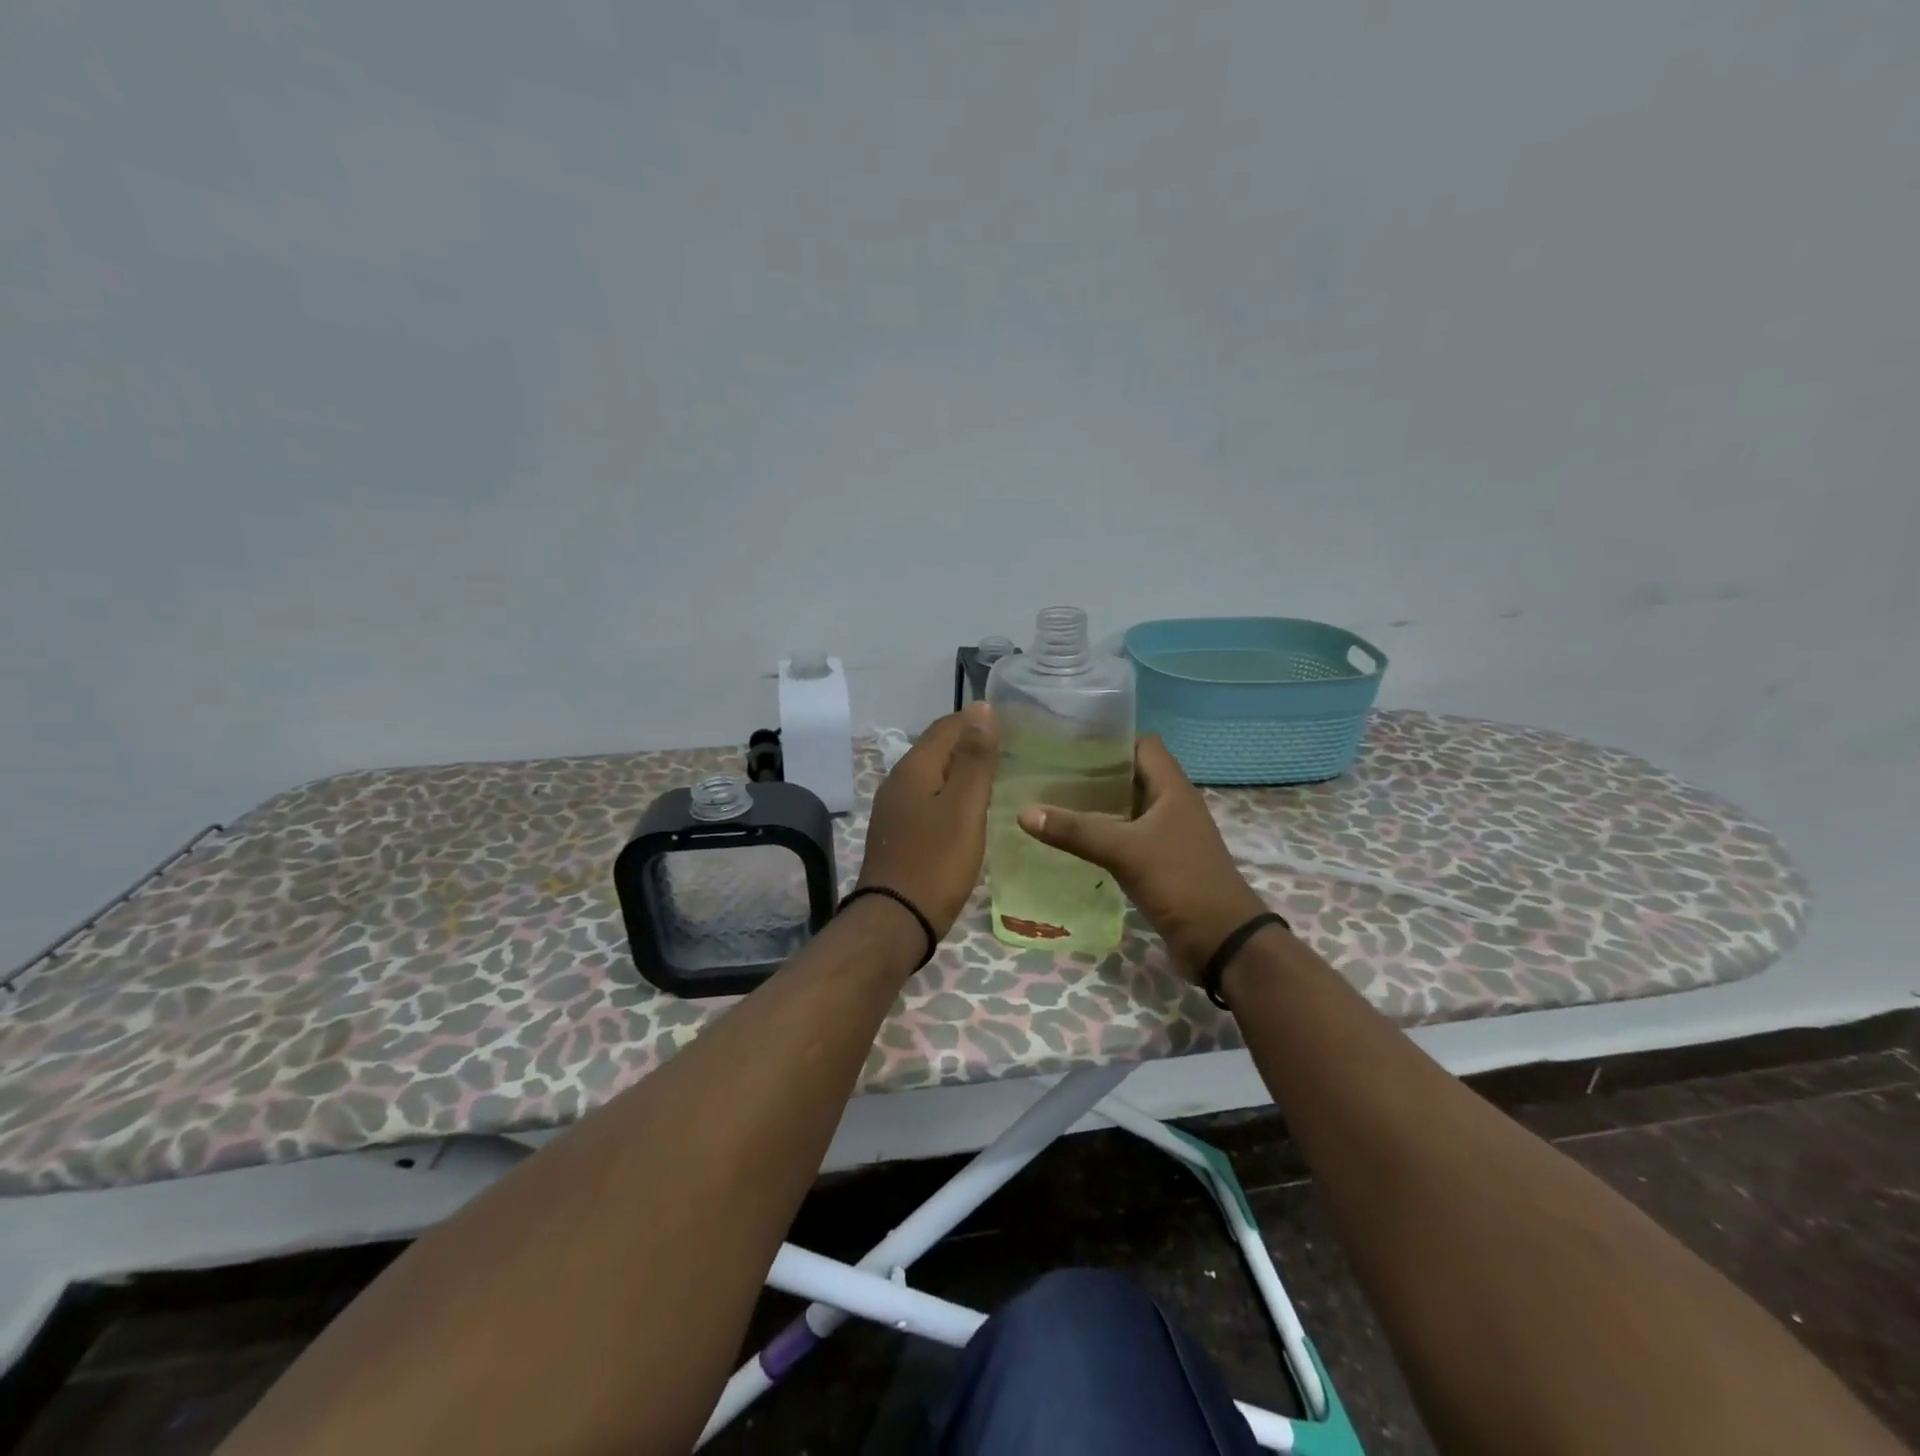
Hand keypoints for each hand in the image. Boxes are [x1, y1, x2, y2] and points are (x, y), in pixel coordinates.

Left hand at [856, 703, 999, 939]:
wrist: (896, 920)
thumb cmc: (936, 862)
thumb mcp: (965, 807)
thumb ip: (975, 758)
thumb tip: (982, 707)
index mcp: (914, 768)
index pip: (947, 726)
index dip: (977, 720)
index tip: (1012, 726)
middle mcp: (898, 781)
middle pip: (937, 748)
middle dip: (970, 744)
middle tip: (1010, 751)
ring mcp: (894, 809)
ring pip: (932, 775)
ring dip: (960, 771)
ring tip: (995, 778)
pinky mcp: (897, 833)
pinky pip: (927, 799)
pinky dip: (949, 795)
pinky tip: (967, 811)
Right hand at [1017, 735, 1266, 978]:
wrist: (1222, 941)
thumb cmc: (1181, 881)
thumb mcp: (1125, 851)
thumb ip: (1076, 831)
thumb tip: (1024, 812)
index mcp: (1172, 789)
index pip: (1142, 744)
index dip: (1110, 738)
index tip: (1068, 740)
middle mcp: (1171, 805)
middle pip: (1130, 775)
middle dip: (1093, 771)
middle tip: (1048, 769)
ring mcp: (1167, 835)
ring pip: (1126, 808)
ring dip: (1096, 804)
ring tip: (1051, 800)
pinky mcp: (1159, 862)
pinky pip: (1126, 837)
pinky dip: (1101, 834)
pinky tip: (1071, 840)